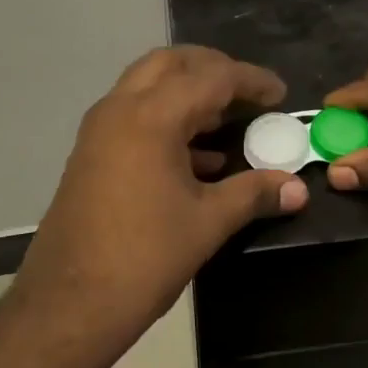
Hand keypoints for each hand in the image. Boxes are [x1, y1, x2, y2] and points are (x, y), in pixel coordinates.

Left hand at [14, 46, 308, 352]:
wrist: (68, 304)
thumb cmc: (144, 257)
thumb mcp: (208, 222)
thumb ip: (254, 194)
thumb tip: (298, 189)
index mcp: (151, 116)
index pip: (211, 77)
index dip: (251, 81)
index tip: (281, 94)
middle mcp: (119, 109)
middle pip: (171, 64)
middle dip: (213, 69)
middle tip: (247, 93)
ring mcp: (99, 130)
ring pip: (147, 86)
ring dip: (187, 92)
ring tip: (227, 120)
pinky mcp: (90, 153)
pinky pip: (133, 115)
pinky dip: (166, 118)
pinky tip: (197, 157)